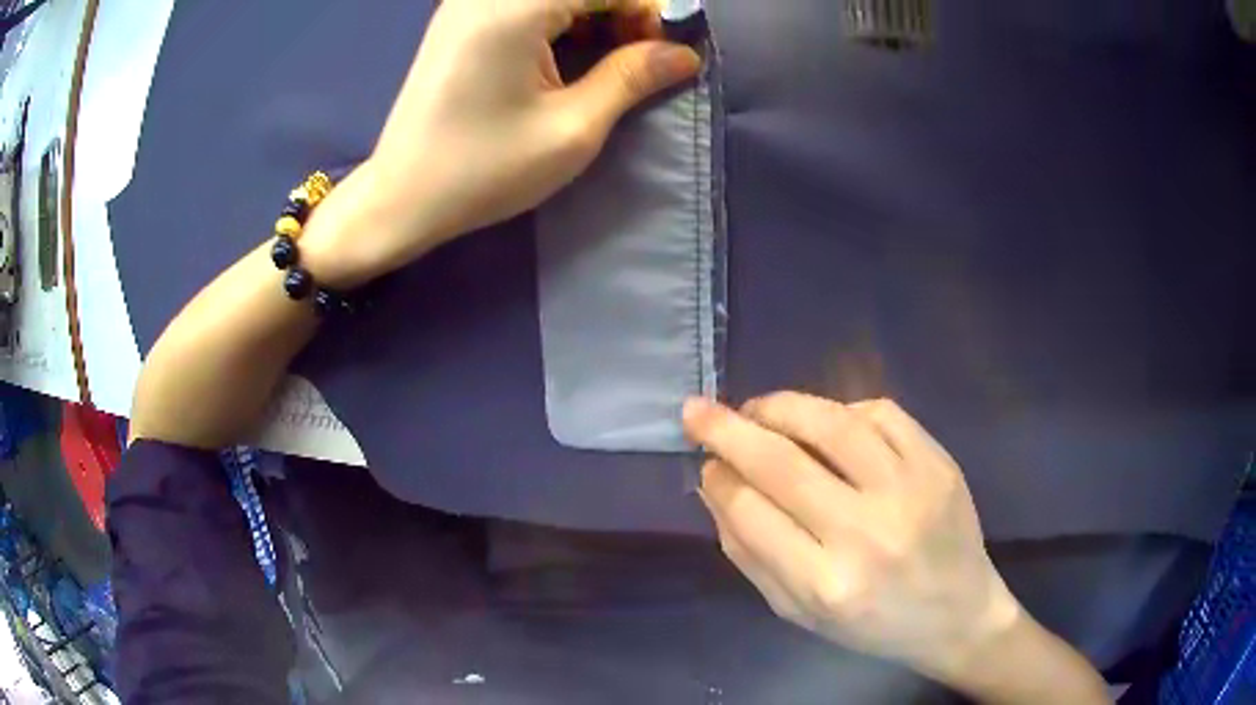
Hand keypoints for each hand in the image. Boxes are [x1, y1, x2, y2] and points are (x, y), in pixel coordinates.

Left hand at [303, 0, 700, 286]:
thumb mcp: (572, 129)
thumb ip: (632, 77)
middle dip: (623, 11)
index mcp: (513, 8)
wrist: (401, 197)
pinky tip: (570, 55)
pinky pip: (527, 5)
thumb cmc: (483, 170)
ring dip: (594, 16)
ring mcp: (468, 3)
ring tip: (610, 63)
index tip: (669, 51)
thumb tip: (684, 53)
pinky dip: (562, 20)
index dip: (649, 10)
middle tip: (643, 58)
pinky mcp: (461, 19)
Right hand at [682, 394, 1022, 682]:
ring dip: (782, 406)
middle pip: (783, 463)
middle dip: (728, 430)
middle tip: (697, 411)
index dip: (719, 479)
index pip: (752, 513)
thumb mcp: (798, 612)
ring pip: (832, 424)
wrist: (956, 615)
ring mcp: (909, 491)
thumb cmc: (871, 625)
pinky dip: (841, 409)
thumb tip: (715, 487)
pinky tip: (825, 421)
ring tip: (757, 408)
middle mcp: (866, 534)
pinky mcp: (939, 462)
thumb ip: (749, 554)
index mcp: (825, 584)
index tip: (705, 463)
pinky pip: (881, 412)